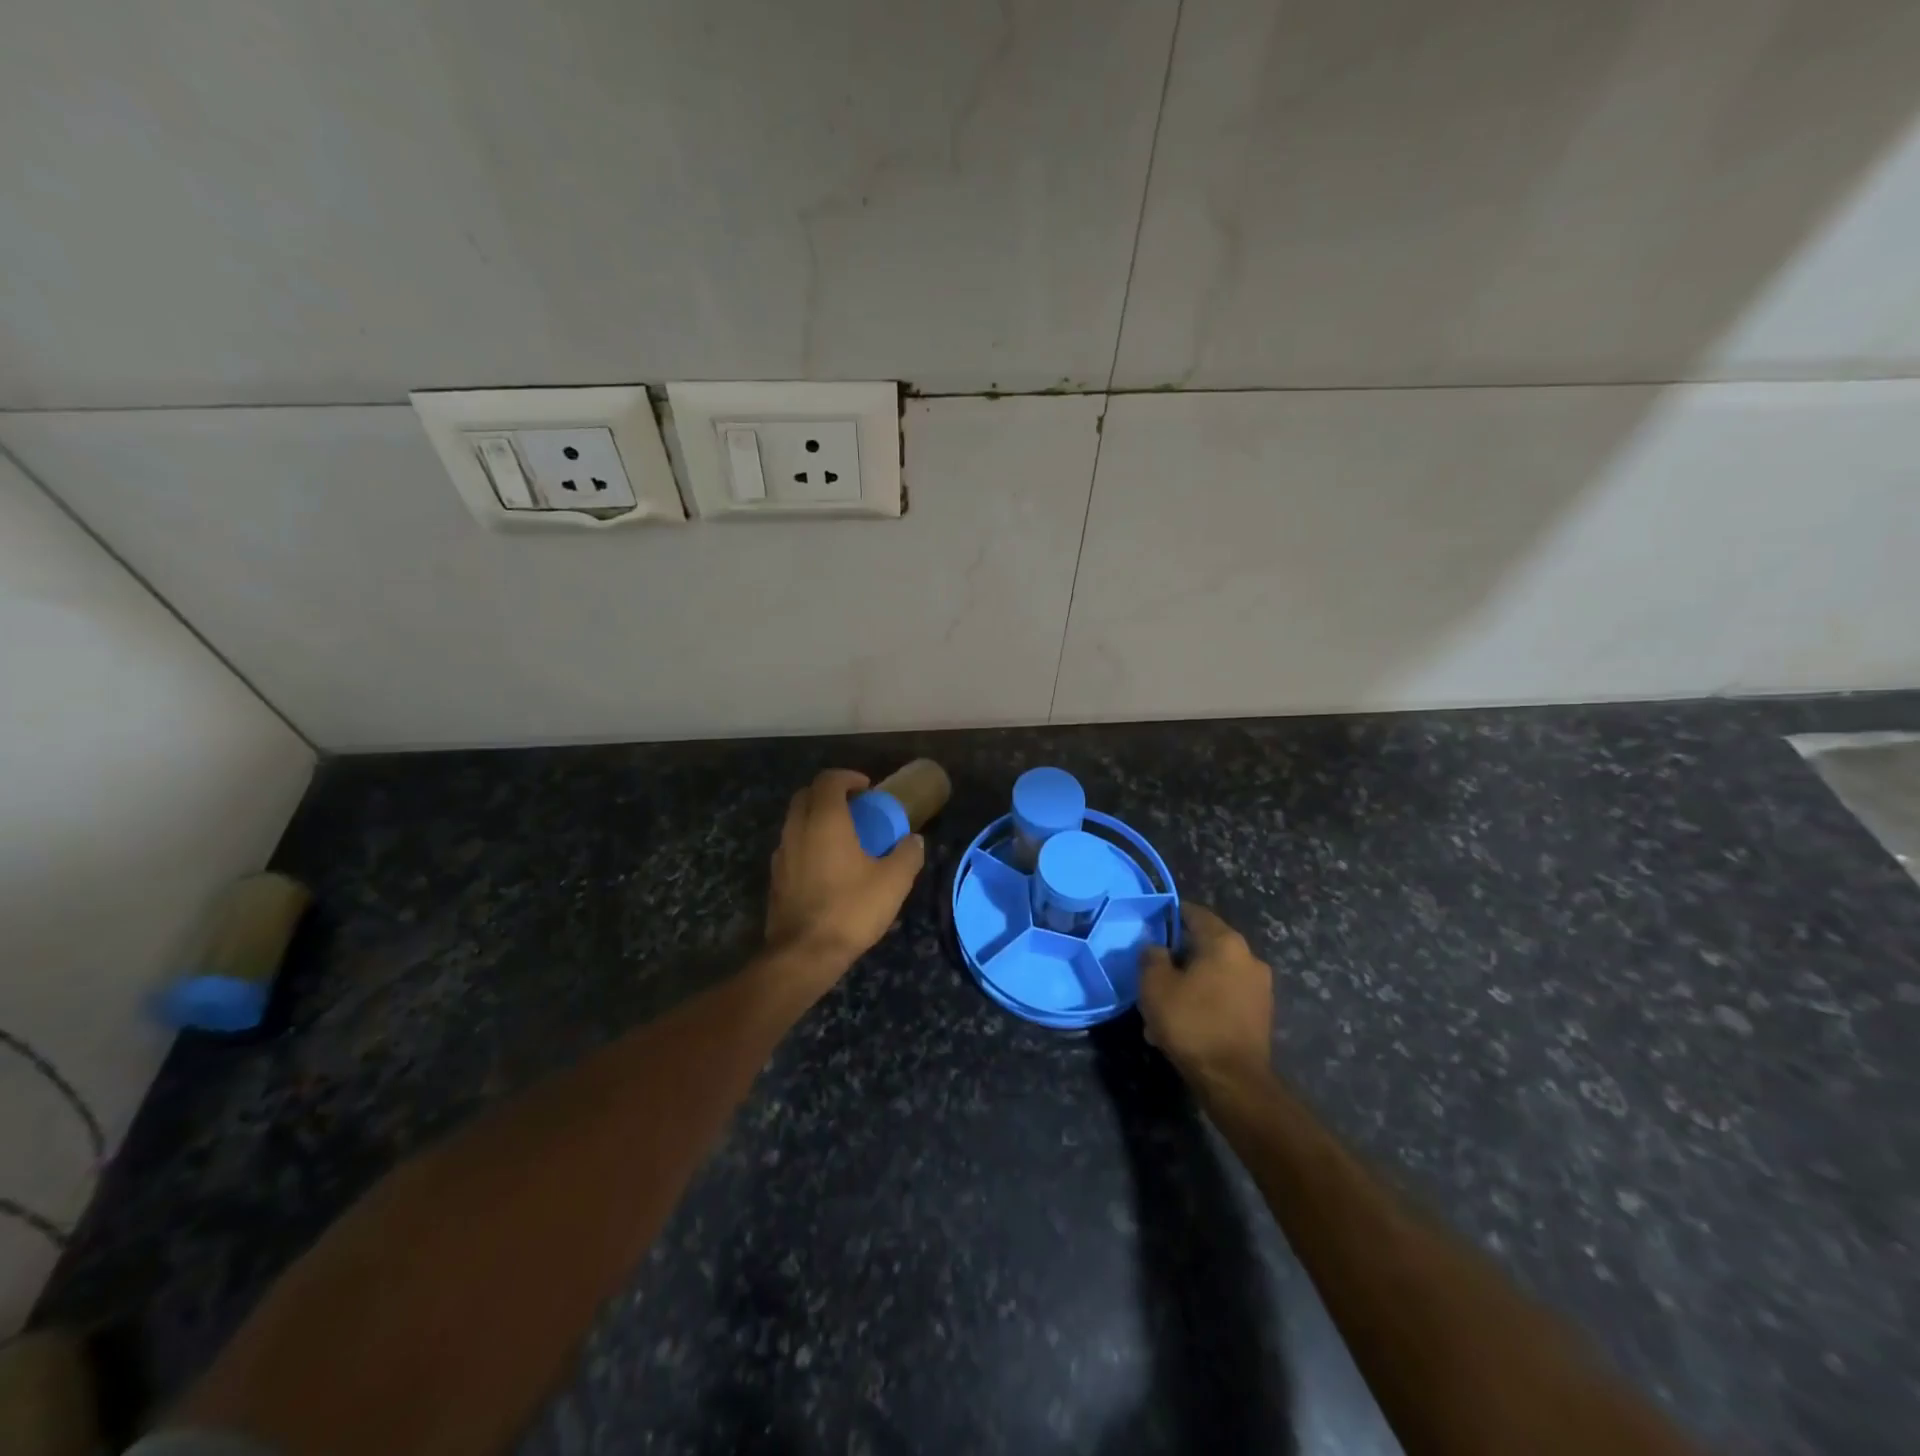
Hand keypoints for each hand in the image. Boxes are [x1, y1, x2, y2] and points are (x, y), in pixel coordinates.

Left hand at [765, 770, 926, 971]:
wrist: (804, 954)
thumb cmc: (851, 909)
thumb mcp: (893, 882)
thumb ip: (908, 854)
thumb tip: (914, 840)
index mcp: (825, 820)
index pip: (829, 780)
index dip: (848, 777)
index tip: (868, 789)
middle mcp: (797, 829)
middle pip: (806, 794)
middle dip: (830, 793)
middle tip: (855, 807)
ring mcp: (782, 853)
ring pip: (796, 820)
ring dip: (817, 818)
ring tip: (844, 837)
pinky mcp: (776, 877)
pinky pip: (792, 845)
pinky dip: (808, 842)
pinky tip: (828, 866)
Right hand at [1139, 903, 1273, 1088]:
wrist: (1232, 1080)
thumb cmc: (1191, 1022)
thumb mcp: (1155, 985)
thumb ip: (1152, 957)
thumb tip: (1157, 948)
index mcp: (1225, 942)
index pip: (1195, 913)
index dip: (1170, 916)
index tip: (1151, 926)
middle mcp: (1248, 957)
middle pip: (1206, 945)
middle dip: (1179, 957)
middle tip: (1154, 972)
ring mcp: (1259, 987)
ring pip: (1214, 974)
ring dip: (1191, 983)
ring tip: (1166, 1006)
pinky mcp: (1261, 1014)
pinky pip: (1226, 996)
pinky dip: (1206, 1002)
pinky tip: (1186, 1024)